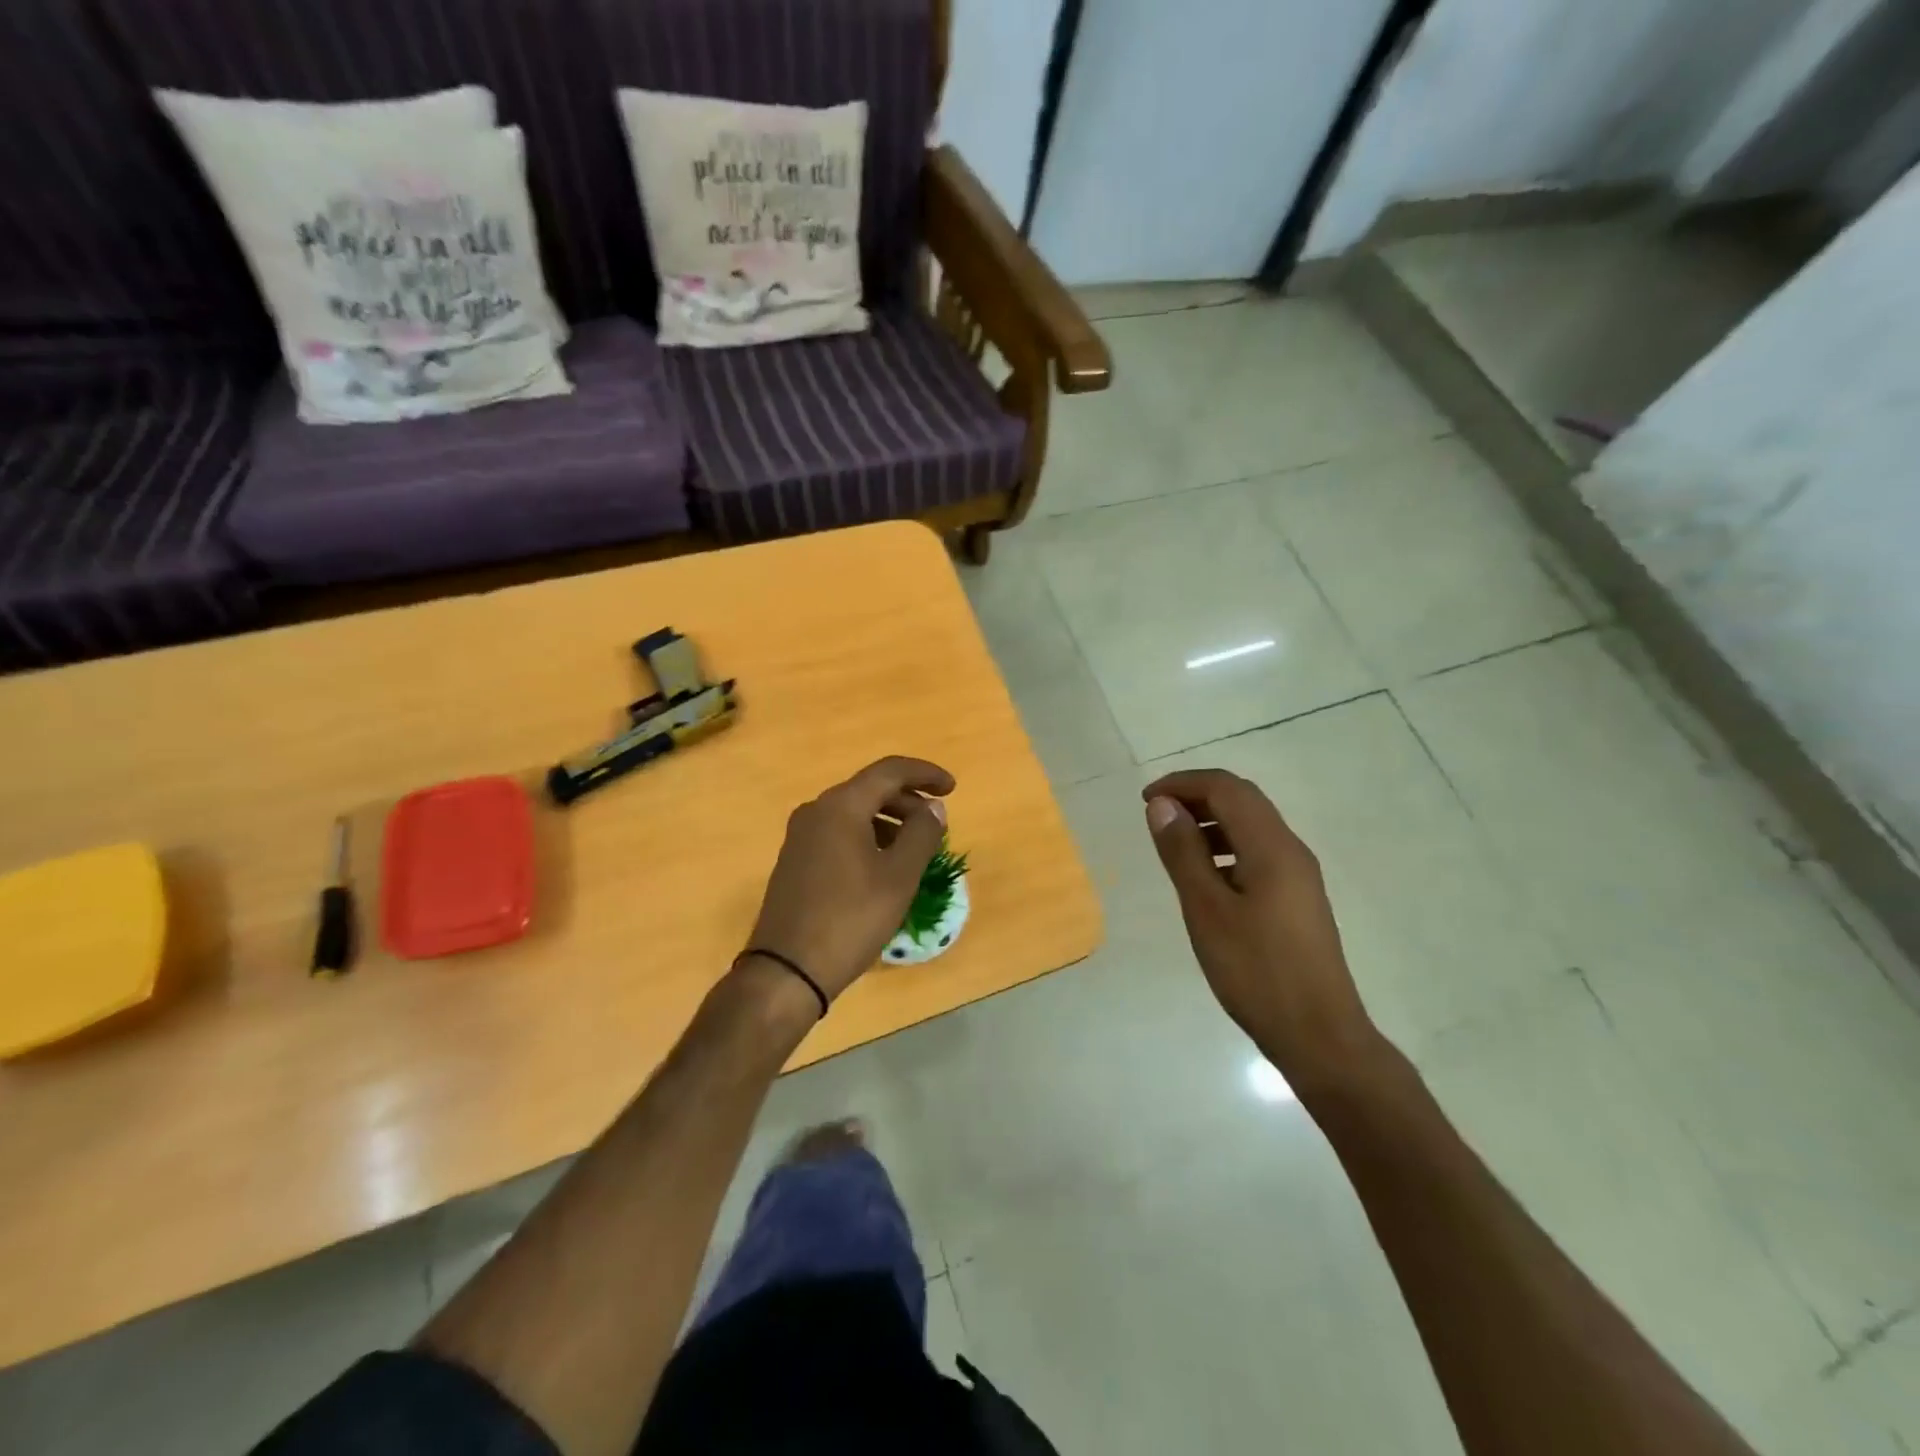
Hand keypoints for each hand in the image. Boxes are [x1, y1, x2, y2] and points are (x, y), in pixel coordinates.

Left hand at [744, 756, 954, 1003]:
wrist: (787, 971)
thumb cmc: (851, 919)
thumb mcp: (898, 877)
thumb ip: (922, 834)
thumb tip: (933, 808)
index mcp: (840, 806)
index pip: (889, 771)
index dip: (924, 773)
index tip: (952, 787)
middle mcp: (816, 811)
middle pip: (870, 789)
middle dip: (908, 800)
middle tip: (937, 822)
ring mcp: (801, 836)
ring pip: (854, 812)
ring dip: (889, 820)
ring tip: (915, 847)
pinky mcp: (795, 861)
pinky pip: (838, 833)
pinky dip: (867, 836)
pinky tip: (883, 864)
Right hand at [1143, 769, 1380, 1084]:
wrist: (1319, 1035)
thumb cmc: (1255, 971)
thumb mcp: (1206, 910)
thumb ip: (1183, 853)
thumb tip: (1162, 804)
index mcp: (1272, 847)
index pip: (1226, 788)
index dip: (1183, 783)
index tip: (1145, 801)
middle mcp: (1291, 850)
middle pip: (1243, 800)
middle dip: (1197, 796)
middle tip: (1155, 815)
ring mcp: (1299, 875)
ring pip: (1252, 826)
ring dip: (1211, 821)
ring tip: (1174, 843)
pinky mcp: (1297, 899)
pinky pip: (1258, 852)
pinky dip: (1226, 847)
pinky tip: (1205, 877)